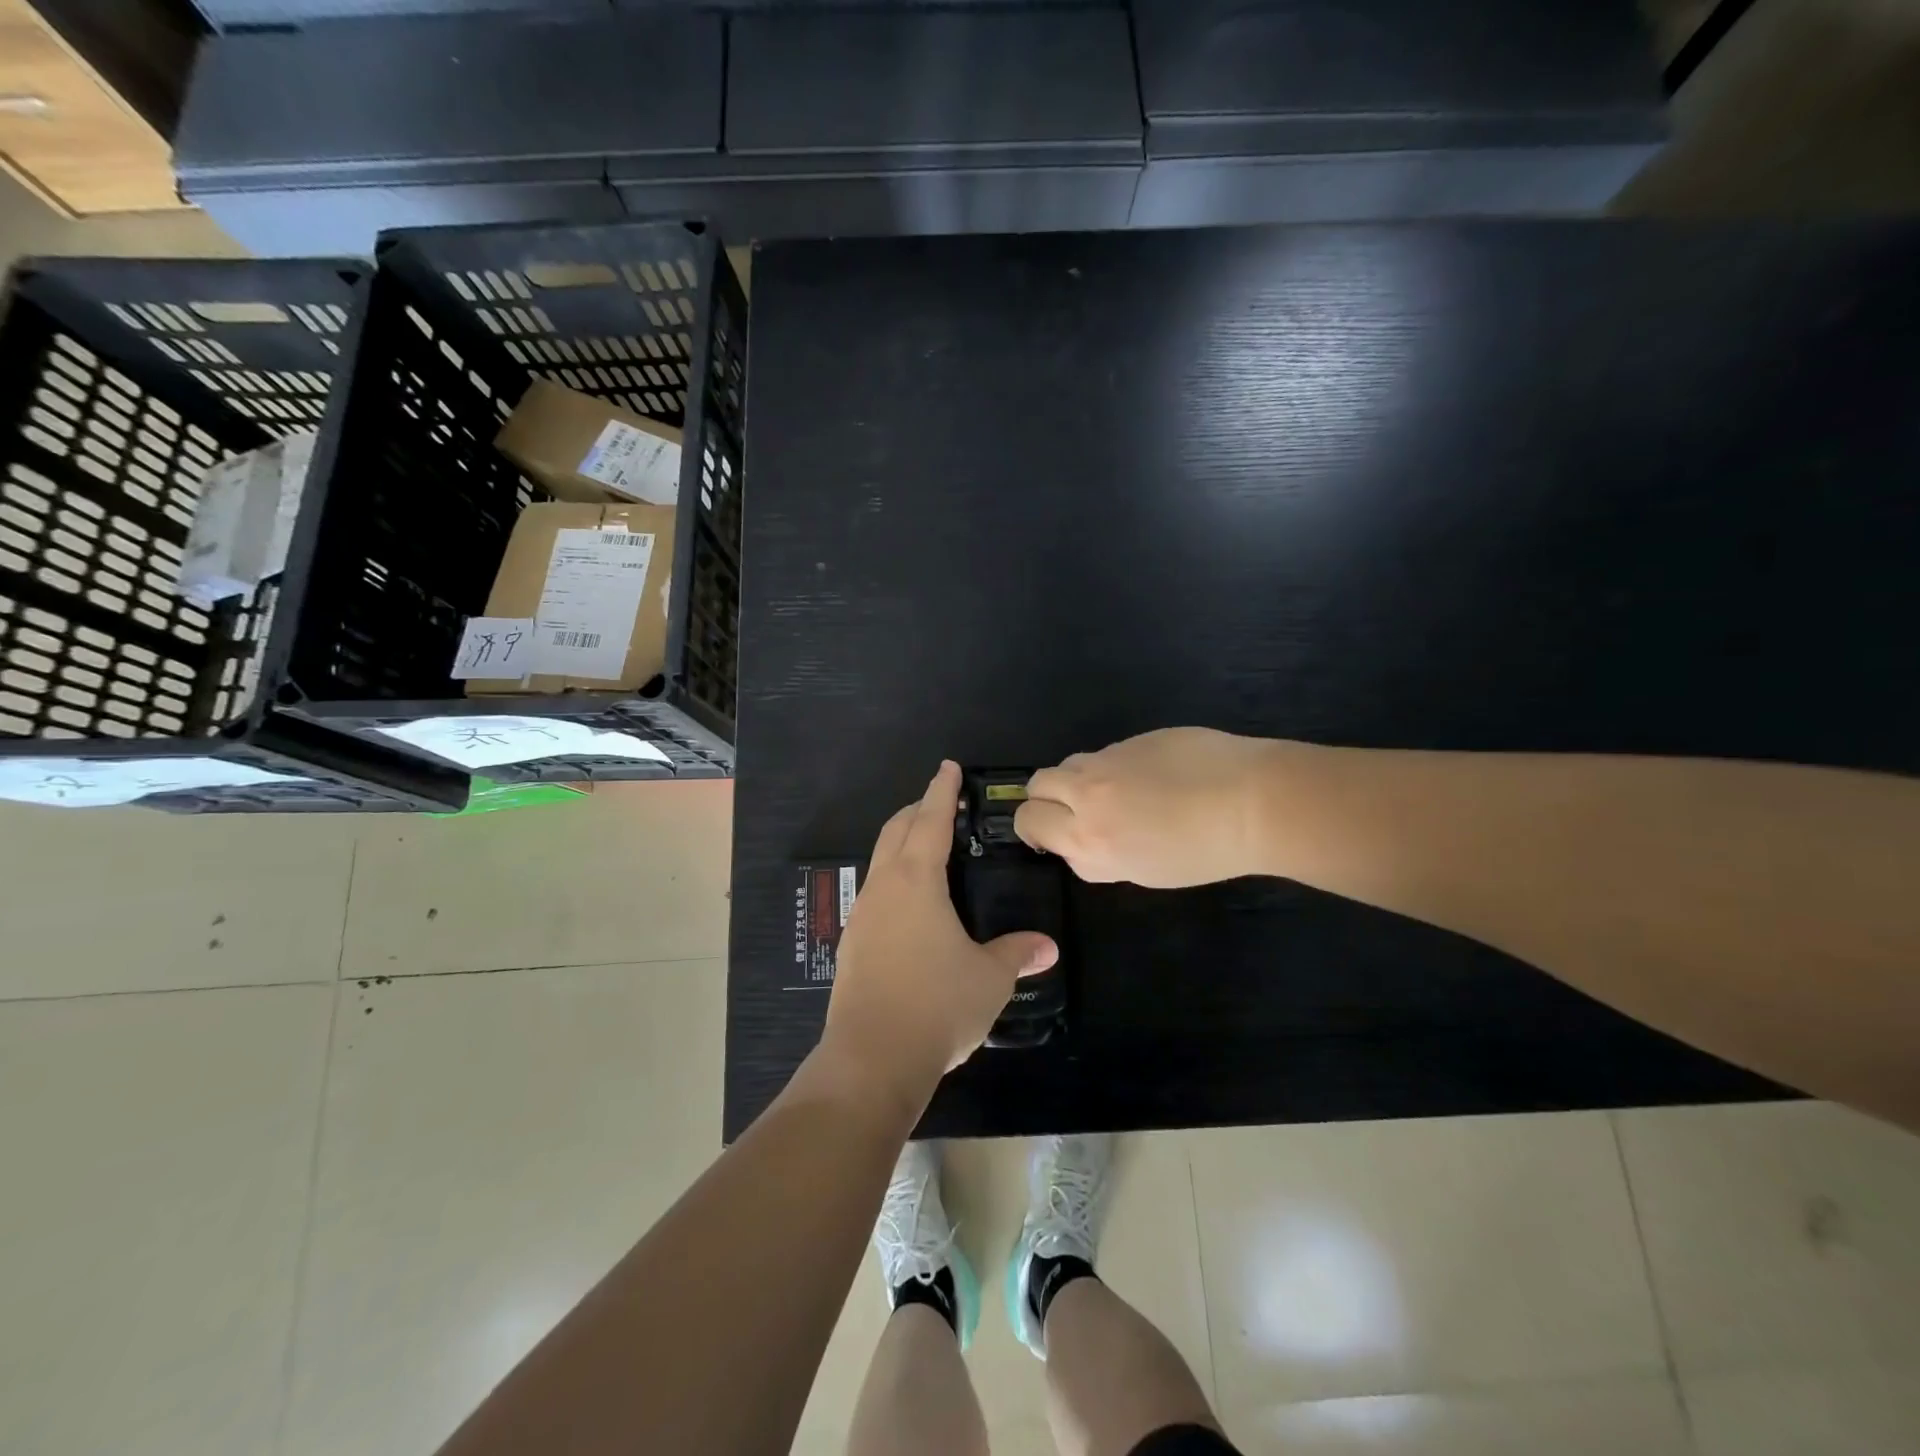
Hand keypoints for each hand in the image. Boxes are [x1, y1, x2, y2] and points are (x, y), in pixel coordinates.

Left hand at [821, 761, 1058, 1105]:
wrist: (871, 1059)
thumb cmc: (936, 1005)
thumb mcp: (989, 978)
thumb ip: (1017, 954)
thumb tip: (1046, 946)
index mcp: (916, 881)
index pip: (931, 820)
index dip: (942, 791)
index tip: (948, 767)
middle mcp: (884, 888)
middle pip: (897, 831)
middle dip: (918, 810)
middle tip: (942, 804)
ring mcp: (863, 916)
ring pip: (881, 861)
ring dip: (903, 844)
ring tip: (928, 851)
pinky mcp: (853, 944)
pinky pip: (876, 893)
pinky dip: (895, 879)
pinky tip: (912, 907)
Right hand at [1015, 728, 1279, 886]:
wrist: (1252, 802)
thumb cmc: (1205, 853)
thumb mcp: (1142, 872)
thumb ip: (1098, 856)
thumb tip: (1084, 838)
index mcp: (1089, 841)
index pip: (1030, 824)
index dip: (1039, 831)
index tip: (1057, 835)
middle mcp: (1087, 798)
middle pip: (1037, 787)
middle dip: (1045, 799)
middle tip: (1071, 810)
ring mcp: (1108, 762)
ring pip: (1066, 765)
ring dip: (1075, 779)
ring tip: (1111, 792)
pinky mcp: (1131, 739)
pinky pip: (1104, 754)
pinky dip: (1111, 767)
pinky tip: (1148, 777)